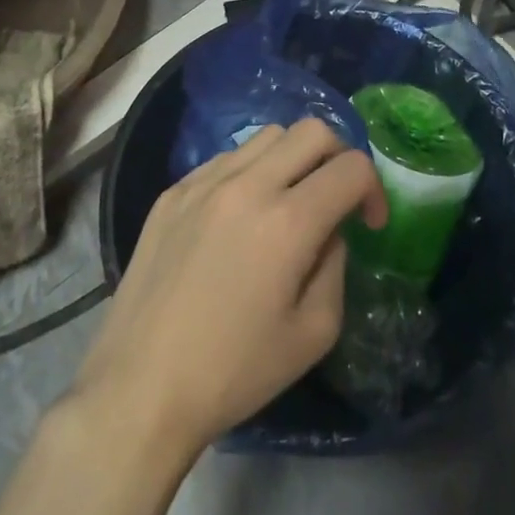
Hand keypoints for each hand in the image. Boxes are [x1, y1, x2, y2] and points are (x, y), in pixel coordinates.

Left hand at [71, 120, 388, 459]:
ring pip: (266, 136)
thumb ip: (335, 266)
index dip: (374, 189)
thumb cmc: (234, 371)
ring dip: (293, 159)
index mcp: (287, 222)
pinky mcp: (173, 191)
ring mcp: (203, 181)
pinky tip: (240, 217)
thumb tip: (329, 230)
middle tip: (336, 198)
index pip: (351, 167)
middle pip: (312, 130)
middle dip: (339, 156)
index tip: (368, 223)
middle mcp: (247, 185)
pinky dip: (250, 173)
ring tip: (287, 203)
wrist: (141, 385)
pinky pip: (226, 158)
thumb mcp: (312, 334)